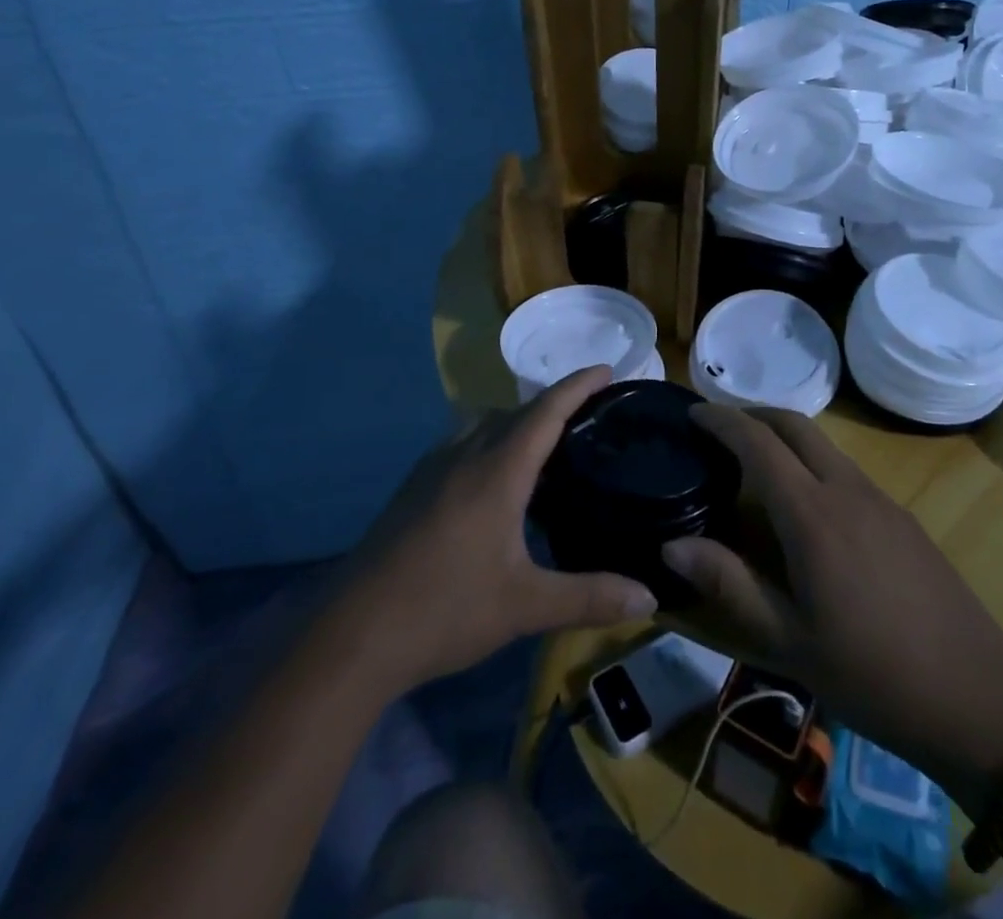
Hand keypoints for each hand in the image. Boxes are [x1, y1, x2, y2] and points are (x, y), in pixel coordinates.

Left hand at [333, 366, 658, 692]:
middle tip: (588, 415)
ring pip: (482, 424)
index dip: (578, 385)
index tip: (607, 368)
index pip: (545, 411)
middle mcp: (464, 456)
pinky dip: (489, 441)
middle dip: (552, 404)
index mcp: (497, 471)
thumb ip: (590, 598)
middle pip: (515, 412)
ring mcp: (432, 469)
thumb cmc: (445, 610)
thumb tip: (650, 598)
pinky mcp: (412, 487)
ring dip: (516, 421)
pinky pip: (461, 443)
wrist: (353, 634)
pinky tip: (495, 480)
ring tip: (545, 446)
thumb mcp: (525, 606)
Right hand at [663, 404, 1002, 810]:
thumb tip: (671, 545)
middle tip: (719, 429)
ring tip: (755, 466)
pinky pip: (846, 469)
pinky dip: (812, 463)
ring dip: (785, 437)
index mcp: (813, 514)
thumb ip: (728, 584)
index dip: (722, 420)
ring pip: (823, 445)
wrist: (979, 702)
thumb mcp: (787, 640)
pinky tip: (806, 508)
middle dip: (753, 414)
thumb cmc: (871, 674)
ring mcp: (881, 501)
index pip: (758, 442)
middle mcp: (847, 490)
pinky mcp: (903, 518)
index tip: (692, 413)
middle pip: (795, 424)